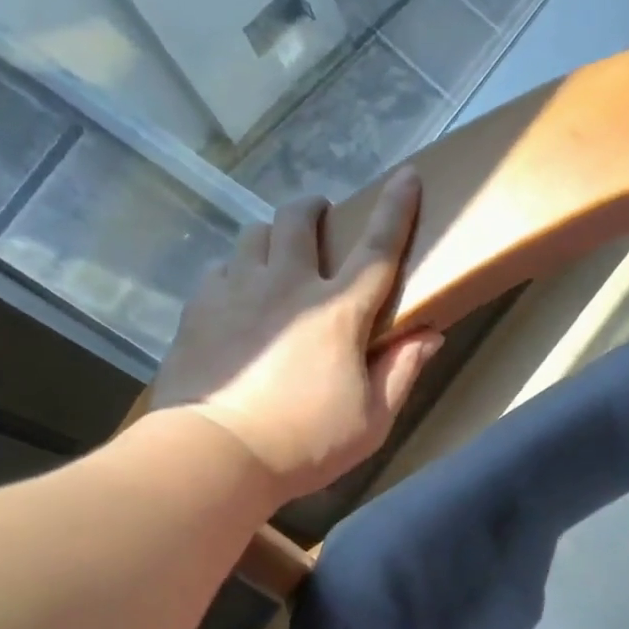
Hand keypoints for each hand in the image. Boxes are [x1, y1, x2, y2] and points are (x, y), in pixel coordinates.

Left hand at [149, 169, 442, 501]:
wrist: (216, 453)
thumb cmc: (305, 443)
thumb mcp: (371, 421)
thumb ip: (402, 372)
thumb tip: (429, 334)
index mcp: (338, 312)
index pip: (377, 249)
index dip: (396, 209)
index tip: (406, 175)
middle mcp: (287, 285)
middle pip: (300, 219)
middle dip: (315, 209)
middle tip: (322, 223)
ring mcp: (237, 290)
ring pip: (255, 234)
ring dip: (273, 235)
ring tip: (278, 259)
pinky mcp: (199, 307)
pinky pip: (222, 267)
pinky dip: (238, 270)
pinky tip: (239, 295)